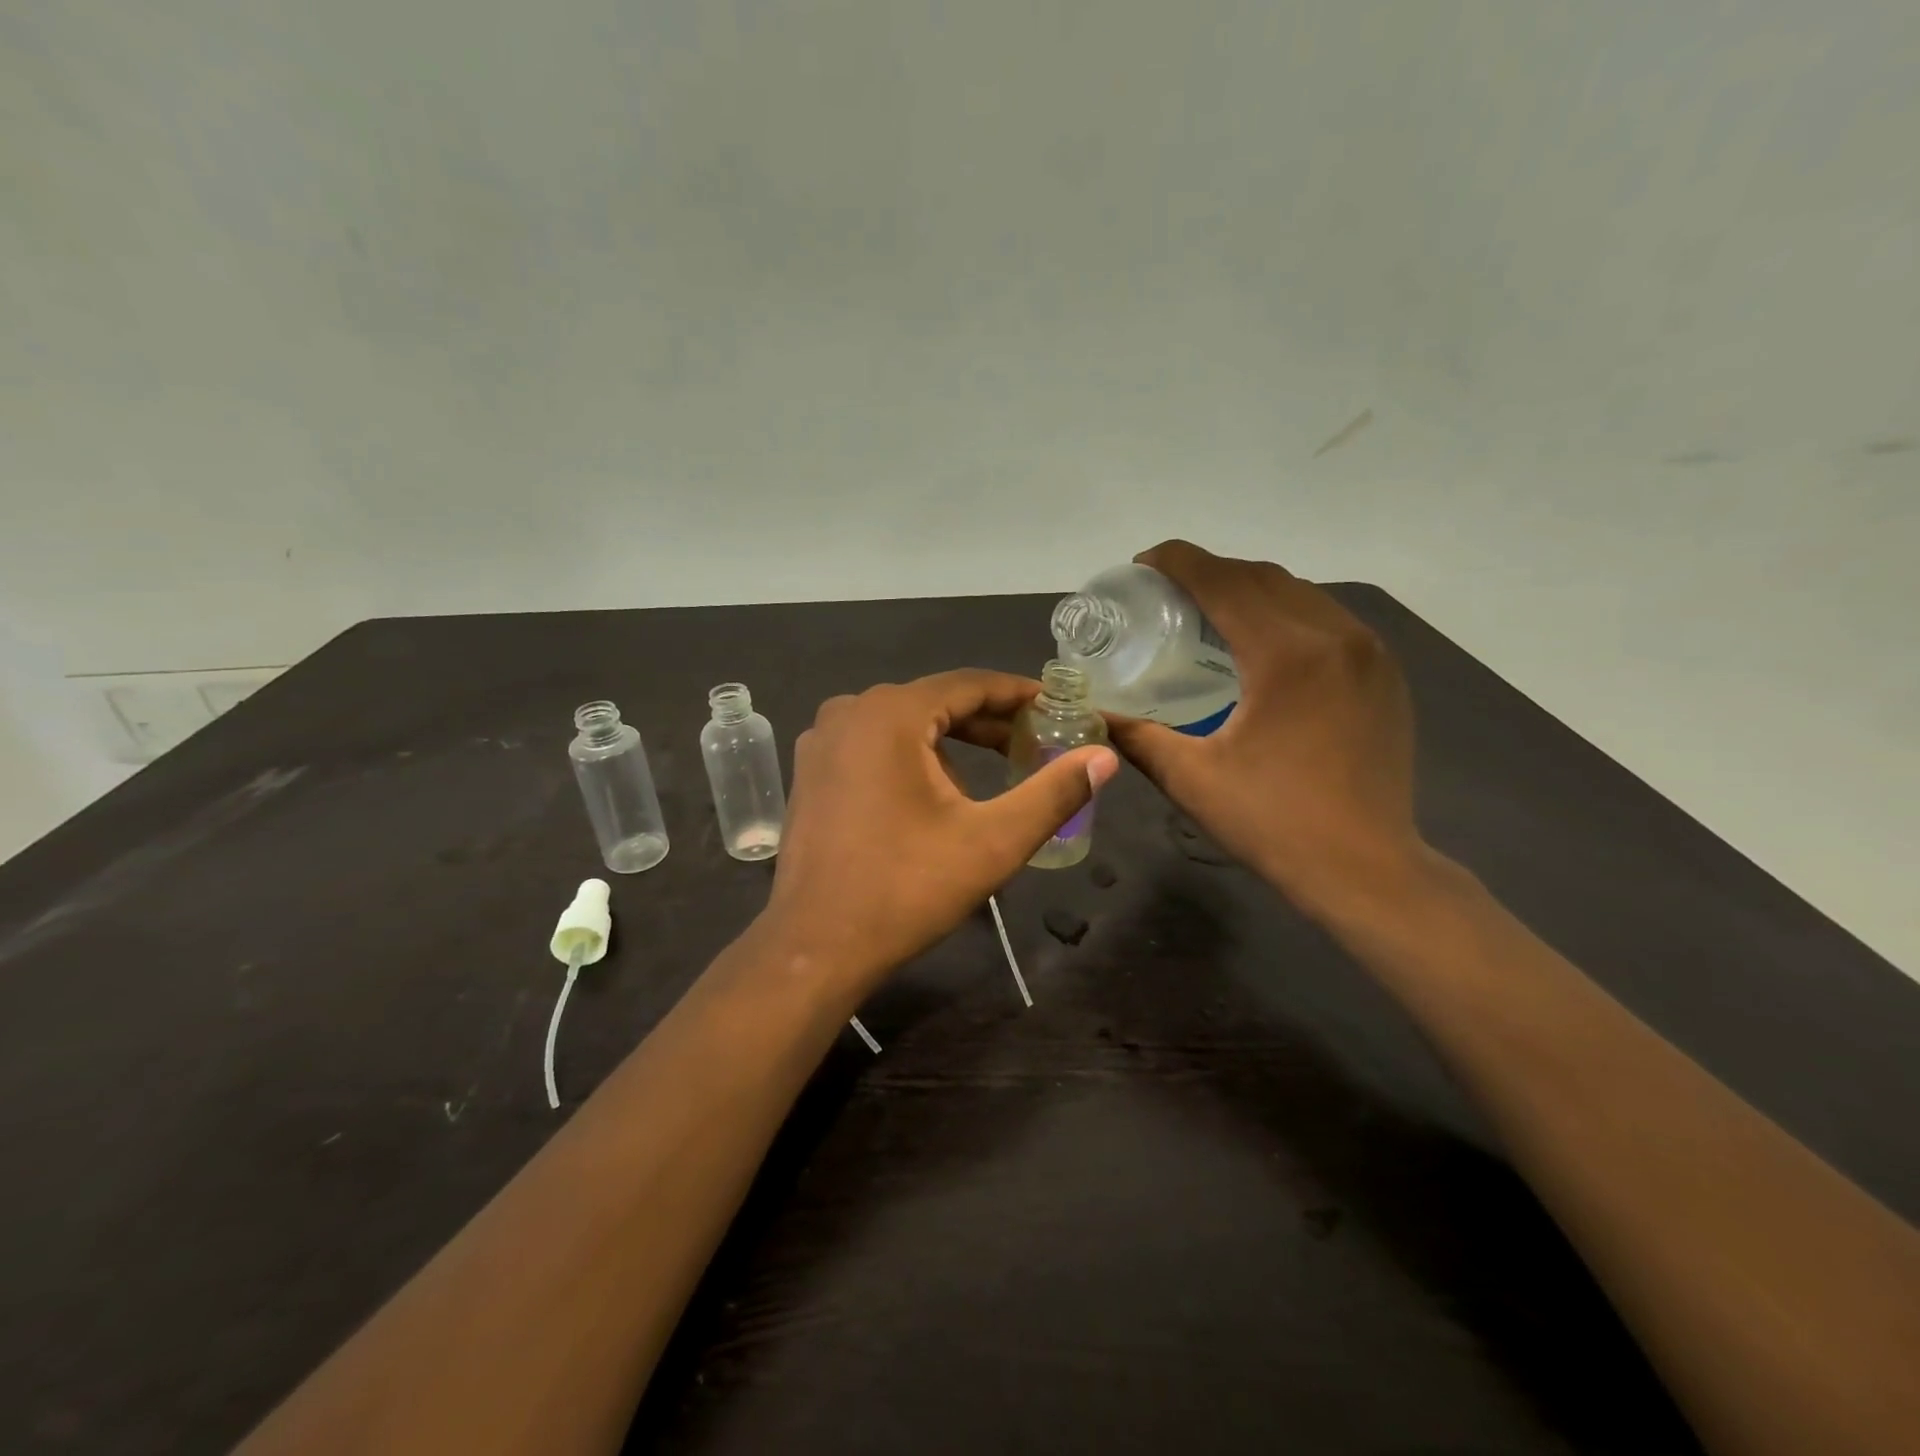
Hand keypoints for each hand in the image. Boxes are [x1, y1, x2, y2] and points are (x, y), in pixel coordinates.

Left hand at [760, 670, 1119, 998]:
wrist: (816, 947)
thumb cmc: (906, 889)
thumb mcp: (992, 842)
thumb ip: (1053, 793)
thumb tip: (1105, 757)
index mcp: (890, 714)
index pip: (969, 684)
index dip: (1018, 694)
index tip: (1057, 706)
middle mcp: (849, 712)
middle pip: (935, 702)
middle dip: (987, 722)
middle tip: (1035, 742)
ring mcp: (822, 742)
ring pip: (903, 726)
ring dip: (950, 744)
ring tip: (991, 777)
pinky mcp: (811, 773)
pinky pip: (873, 747)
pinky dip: (911, 758)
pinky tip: (934, 797)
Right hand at [1105, 541, 1423, 920]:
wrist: (1368, 870)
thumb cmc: (1274, 822)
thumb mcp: (1191, 779)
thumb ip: (1136, 736)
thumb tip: (1092, 714)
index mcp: (1287, 654)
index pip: (1224, 581)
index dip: (1179, 562)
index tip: (1143, 564)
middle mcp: (1336, 636)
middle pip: (1262, 577)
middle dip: (1211, 572)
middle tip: (1167, 592)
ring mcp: (1370, 653)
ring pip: (1300, 594)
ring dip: (1250, 591)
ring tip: (1210, 613)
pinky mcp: (1385, 675)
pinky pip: (1328, 620)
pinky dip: (1287, 614)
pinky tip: (1263, 645)